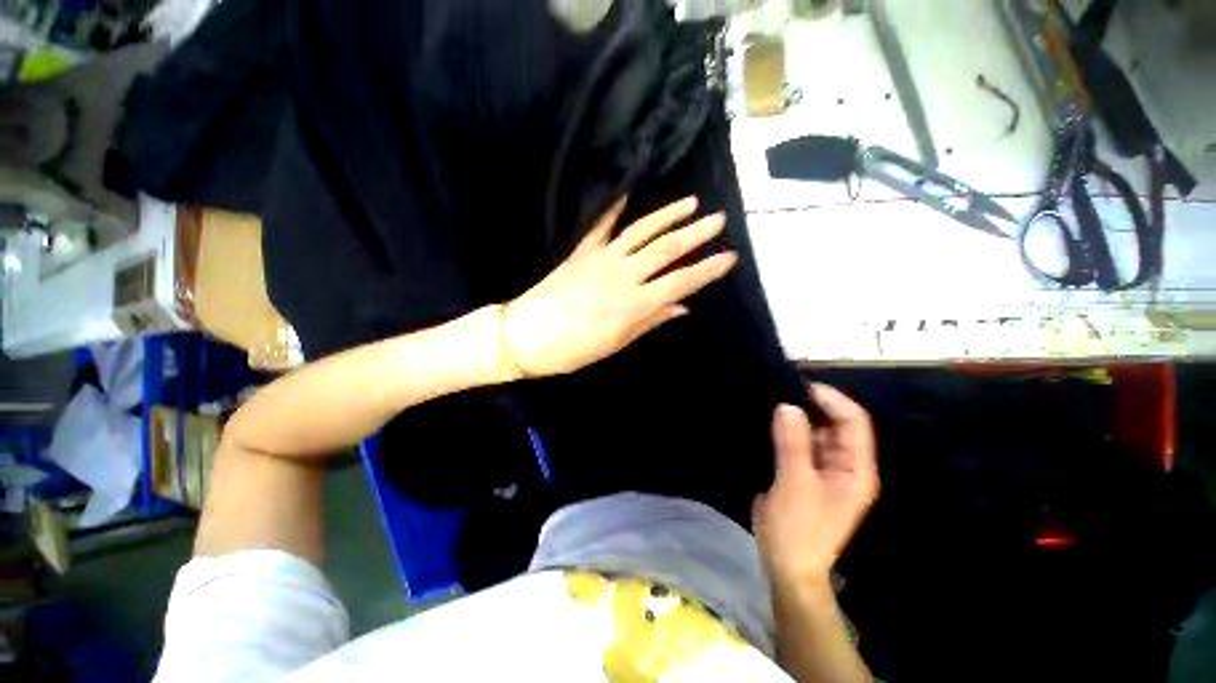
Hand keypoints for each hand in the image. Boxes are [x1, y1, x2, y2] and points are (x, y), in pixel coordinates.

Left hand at [501, 196, 737, 376]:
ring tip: (690, 202)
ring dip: (667, 215)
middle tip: (719, 219)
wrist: (528, 334)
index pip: (681, 281)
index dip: (708, 269)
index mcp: (635, 303)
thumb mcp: (618, 342)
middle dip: (696, 233)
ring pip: (641, 231)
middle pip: (667, 249)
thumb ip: (652, 320)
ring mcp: (602, 258)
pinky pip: (601, 225)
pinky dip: (614, 207)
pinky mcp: (583, 251)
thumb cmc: (575, 348)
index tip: (730, 257)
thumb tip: (682, 306)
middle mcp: (624, 274)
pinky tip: (626, 191)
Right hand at [753, 384, 878, 589]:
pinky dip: (787, 430)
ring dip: (798, 417)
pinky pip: (799, 443)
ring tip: (772, 398)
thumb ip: (793, 443)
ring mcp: (824, 468)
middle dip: (813, 405)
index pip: (853, 422)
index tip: (801, 385)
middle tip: (781, 388)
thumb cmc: (799, 528)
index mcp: (856, 469)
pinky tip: (770, 419)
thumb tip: (787, 405)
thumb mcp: (795, 484)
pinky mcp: (804, 472)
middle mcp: (845, 464)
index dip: (832, 400)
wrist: (787, 565)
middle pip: (835, 424)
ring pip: (816, 432)